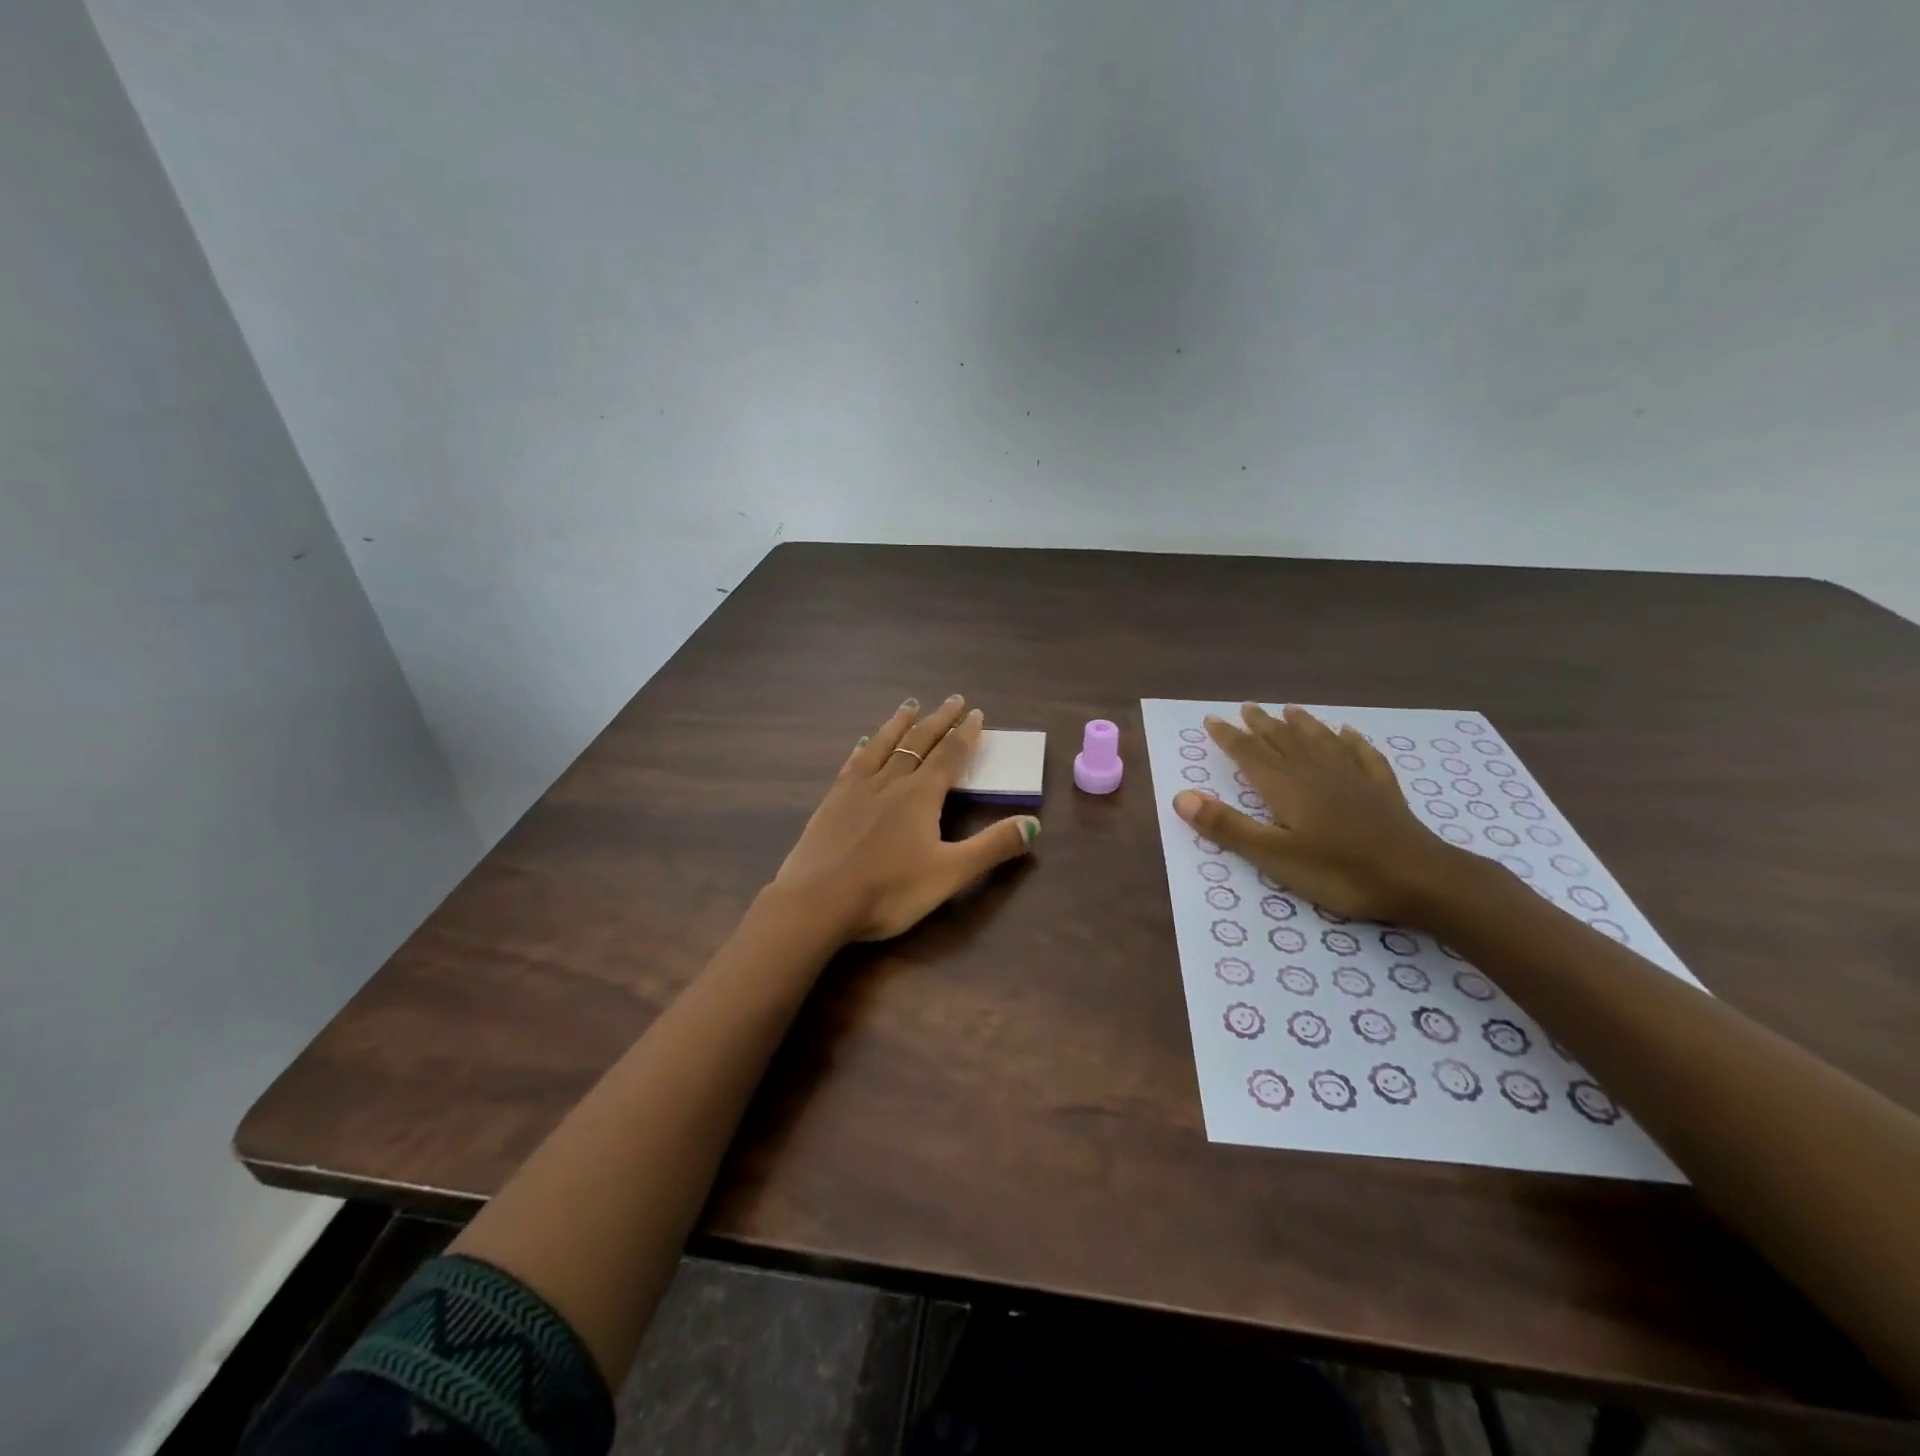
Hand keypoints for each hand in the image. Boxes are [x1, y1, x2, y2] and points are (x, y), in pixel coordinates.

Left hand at [773, 695, 1039, 941]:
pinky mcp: (832, 801)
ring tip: (910, 706)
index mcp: (921, 795)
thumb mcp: (949, 873)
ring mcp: (857, 788)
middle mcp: (891, 781)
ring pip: (884, 745)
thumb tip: (1033, 823)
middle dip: (939, 720)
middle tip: (953, 699)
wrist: (817, 901)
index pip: (950, 755)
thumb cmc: (889, 890)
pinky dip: (866, 748)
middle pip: (919, 742)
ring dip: (901, 724)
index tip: (976, 713)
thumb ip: (992, 847)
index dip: (966, 734)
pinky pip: (854, 763)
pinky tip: (864, 743)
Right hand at [1172, 704, 1464, 924]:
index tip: (1211, 719)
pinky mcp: (1382, 791)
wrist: (1419, 878)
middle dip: (1261, 725)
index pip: (1249, 755)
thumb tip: (1180, 797)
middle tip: (1246, 707)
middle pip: (1283, 742)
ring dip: (1302, 725)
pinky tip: (1349, 733)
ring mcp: (1353, 778)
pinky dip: (1352, 741)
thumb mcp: (1274, 856)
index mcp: (1286, 788)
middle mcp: (1316, 773)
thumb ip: (1228, 826)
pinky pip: (1363, 756)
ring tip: (1289, 709)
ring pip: (1320, 742)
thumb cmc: (1339, 872)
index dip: (1229, 737)